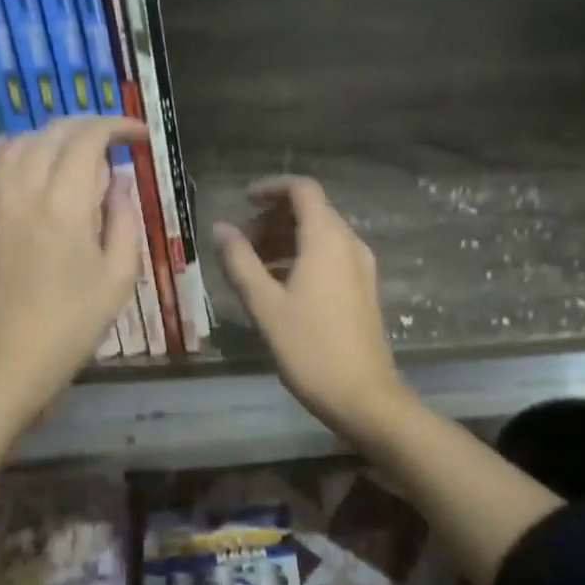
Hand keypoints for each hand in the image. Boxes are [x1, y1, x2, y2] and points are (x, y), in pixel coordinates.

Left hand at [0, 117, 144, 410]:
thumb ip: (123, 218)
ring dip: (54, 137)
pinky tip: (25, 154)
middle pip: (55, 132)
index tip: (140, 135)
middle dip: (90, 127)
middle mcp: (23, 188)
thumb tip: (118, 180)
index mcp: (65, 203)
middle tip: (113, 142)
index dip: (118, 126)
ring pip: (22, 141)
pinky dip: (12, 148)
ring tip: (75, 152)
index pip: (90, 137)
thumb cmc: (71, 324)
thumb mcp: (118, 276)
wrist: (3, 362)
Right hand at [213, 177, 404, 429]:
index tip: (242, 201)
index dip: (271, 188)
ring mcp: (361, 266)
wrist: (364, 396)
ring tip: (253, 264)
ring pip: (321, 234)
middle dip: (273, 218)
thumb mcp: (264, 304)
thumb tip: (220, 228)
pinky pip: (330, 255)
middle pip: (311, 210)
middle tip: (241, 242)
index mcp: (327, 239)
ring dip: (286, 239)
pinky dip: (303, 256)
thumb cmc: (310, 347)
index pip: (302, 189)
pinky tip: (279, 284)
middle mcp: (349, 243)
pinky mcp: (363, 289)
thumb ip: (240, 261)